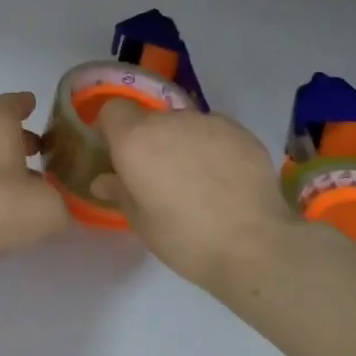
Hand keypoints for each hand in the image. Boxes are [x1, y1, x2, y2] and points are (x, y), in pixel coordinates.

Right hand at [90, 101, 298, 291]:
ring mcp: (208, 122)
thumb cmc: (184, 238)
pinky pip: (216, 132)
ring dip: (183, 143)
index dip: (112, 129)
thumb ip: (120, 192)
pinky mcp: (240, 131)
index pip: (112, 110)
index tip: (118, 154)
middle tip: (160, 177)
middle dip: (151, 141)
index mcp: (135, 140)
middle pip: (151, 120)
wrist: (253, 244)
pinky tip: (226, 179)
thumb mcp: (141, 222)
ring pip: (185, 125)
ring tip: (199, 180)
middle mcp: (169, 121)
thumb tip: (103, 181)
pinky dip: (214, 148)